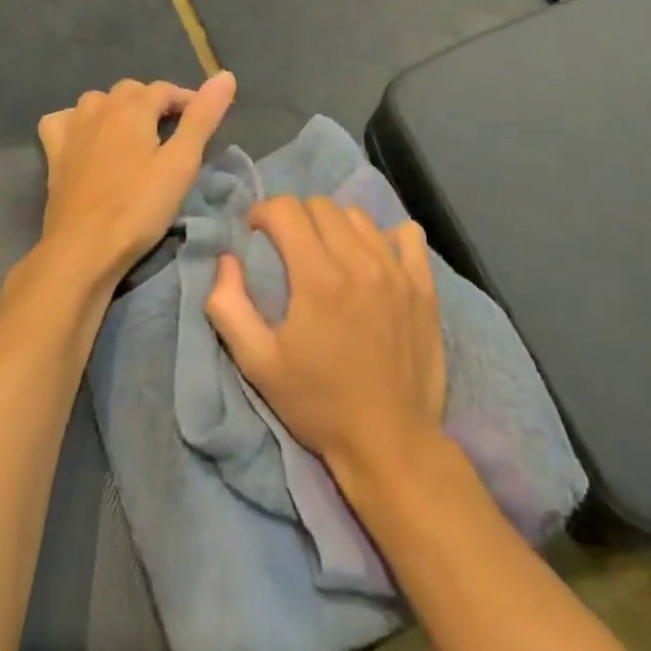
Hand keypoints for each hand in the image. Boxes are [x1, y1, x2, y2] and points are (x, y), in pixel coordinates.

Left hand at [36, 73, 236, 282]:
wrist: (84, 248)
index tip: (203, 121)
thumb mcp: (181, 164)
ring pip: (98, 102)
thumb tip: (225, 76)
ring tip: (135, 136)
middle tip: (172, 133)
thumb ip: (202, 118)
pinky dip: (77, 122)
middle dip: (154, 103)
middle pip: (131, 91)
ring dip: (118, 110)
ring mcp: (71, 128)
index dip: (187, 100)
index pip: (165, 89)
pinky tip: (87, 139)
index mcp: (132, 107)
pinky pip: (64, 121)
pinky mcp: (54, 152)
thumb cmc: (138, 207)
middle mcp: (99, 108)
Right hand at [205, 196, 445, 480]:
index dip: (263, 213)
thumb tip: (226, 260)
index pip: (286, 209)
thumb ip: (229, 306)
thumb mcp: (258, 364)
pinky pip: (407, 235)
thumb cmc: (318, 404)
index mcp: (318, 277)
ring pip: (359, 217)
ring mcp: (398, 271)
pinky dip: (386, 237)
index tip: (256, 235)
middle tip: (287, 247)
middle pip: (321, 205)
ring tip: (328, 254)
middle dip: (296, 216)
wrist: (390, 444)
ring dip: (335, 226)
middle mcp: (360, 262)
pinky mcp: (424, 286)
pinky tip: (374, 258)